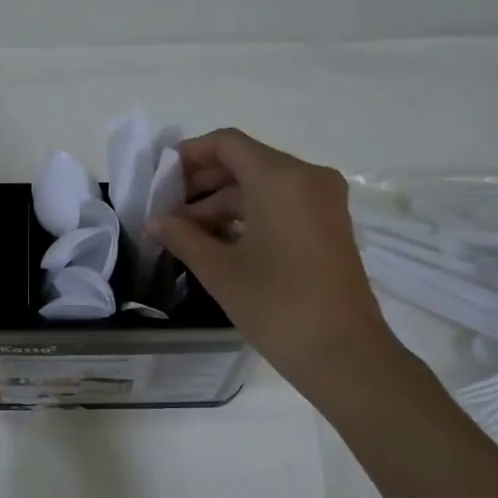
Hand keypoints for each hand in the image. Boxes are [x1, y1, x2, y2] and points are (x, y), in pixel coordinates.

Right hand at [151, 129, 403, 402]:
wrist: (342, 353)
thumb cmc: (276, 306)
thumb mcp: (220, 270)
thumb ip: (183, 237)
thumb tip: (155, 220)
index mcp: (281, 178)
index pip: (227, 144)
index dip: (189, 155)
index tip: (159, 178)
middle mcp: (307, 178)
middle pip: (246, 163)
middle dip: (203, 183)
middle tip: (166, 210)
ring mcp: (323, 203)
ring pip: (263, 187)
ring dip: (223, 204)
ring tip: (185, 234)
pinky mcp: (328, 226)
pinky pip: (282, 206)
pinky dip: (249, 216)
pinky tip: (219, 242)